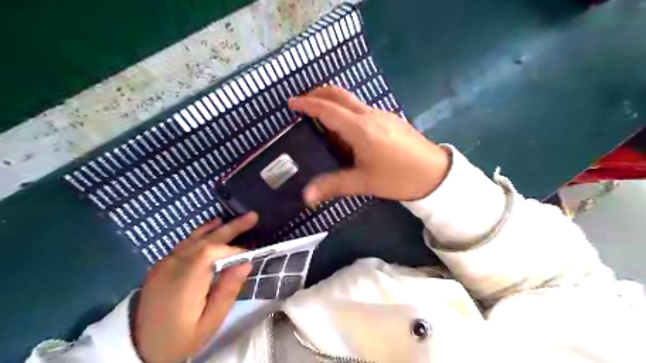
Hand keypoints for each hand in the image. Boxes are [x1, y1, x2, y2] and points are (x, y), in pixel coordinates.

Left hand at [134, 213, 257, 362]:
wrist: (137, 347)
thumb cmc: (179, 338)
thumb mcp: (209, 323)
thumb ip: (227, 291)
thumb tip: (246, 264)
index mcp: (184, 282)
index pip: (212, 252)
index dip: (233, 250)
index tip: (249, 257)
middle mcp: (173, 266)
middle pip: (206, 239)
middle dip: (232, 228)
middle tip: (253, 217)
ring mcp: (165, 263)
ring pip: (195, 238)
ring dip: (219, 228)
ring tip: (238, 219)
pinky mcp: (162, 264)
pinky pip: (186, 243)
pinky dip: (202, 233)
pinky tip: (212, 226)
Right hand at [291, 85, 450, 202]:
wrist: (435, 172)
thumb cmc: (398, 178)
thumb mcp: (363, 182)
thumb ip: (333, 186)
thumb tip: (306, 196)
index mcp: (359, 128)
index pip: (327, 109)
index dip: (307, 104)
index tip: (292, 102)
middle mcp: (369, 115)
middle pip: (339, 94)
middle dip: (318, 93)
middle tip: (303, 102)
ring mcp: (382, 114)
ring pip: (352, 100)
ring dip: (333, 101)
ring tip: (321, 116)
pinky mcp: (390, 119)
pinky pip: (362, 108)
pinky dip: (347, 110)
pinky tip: (346, 128)